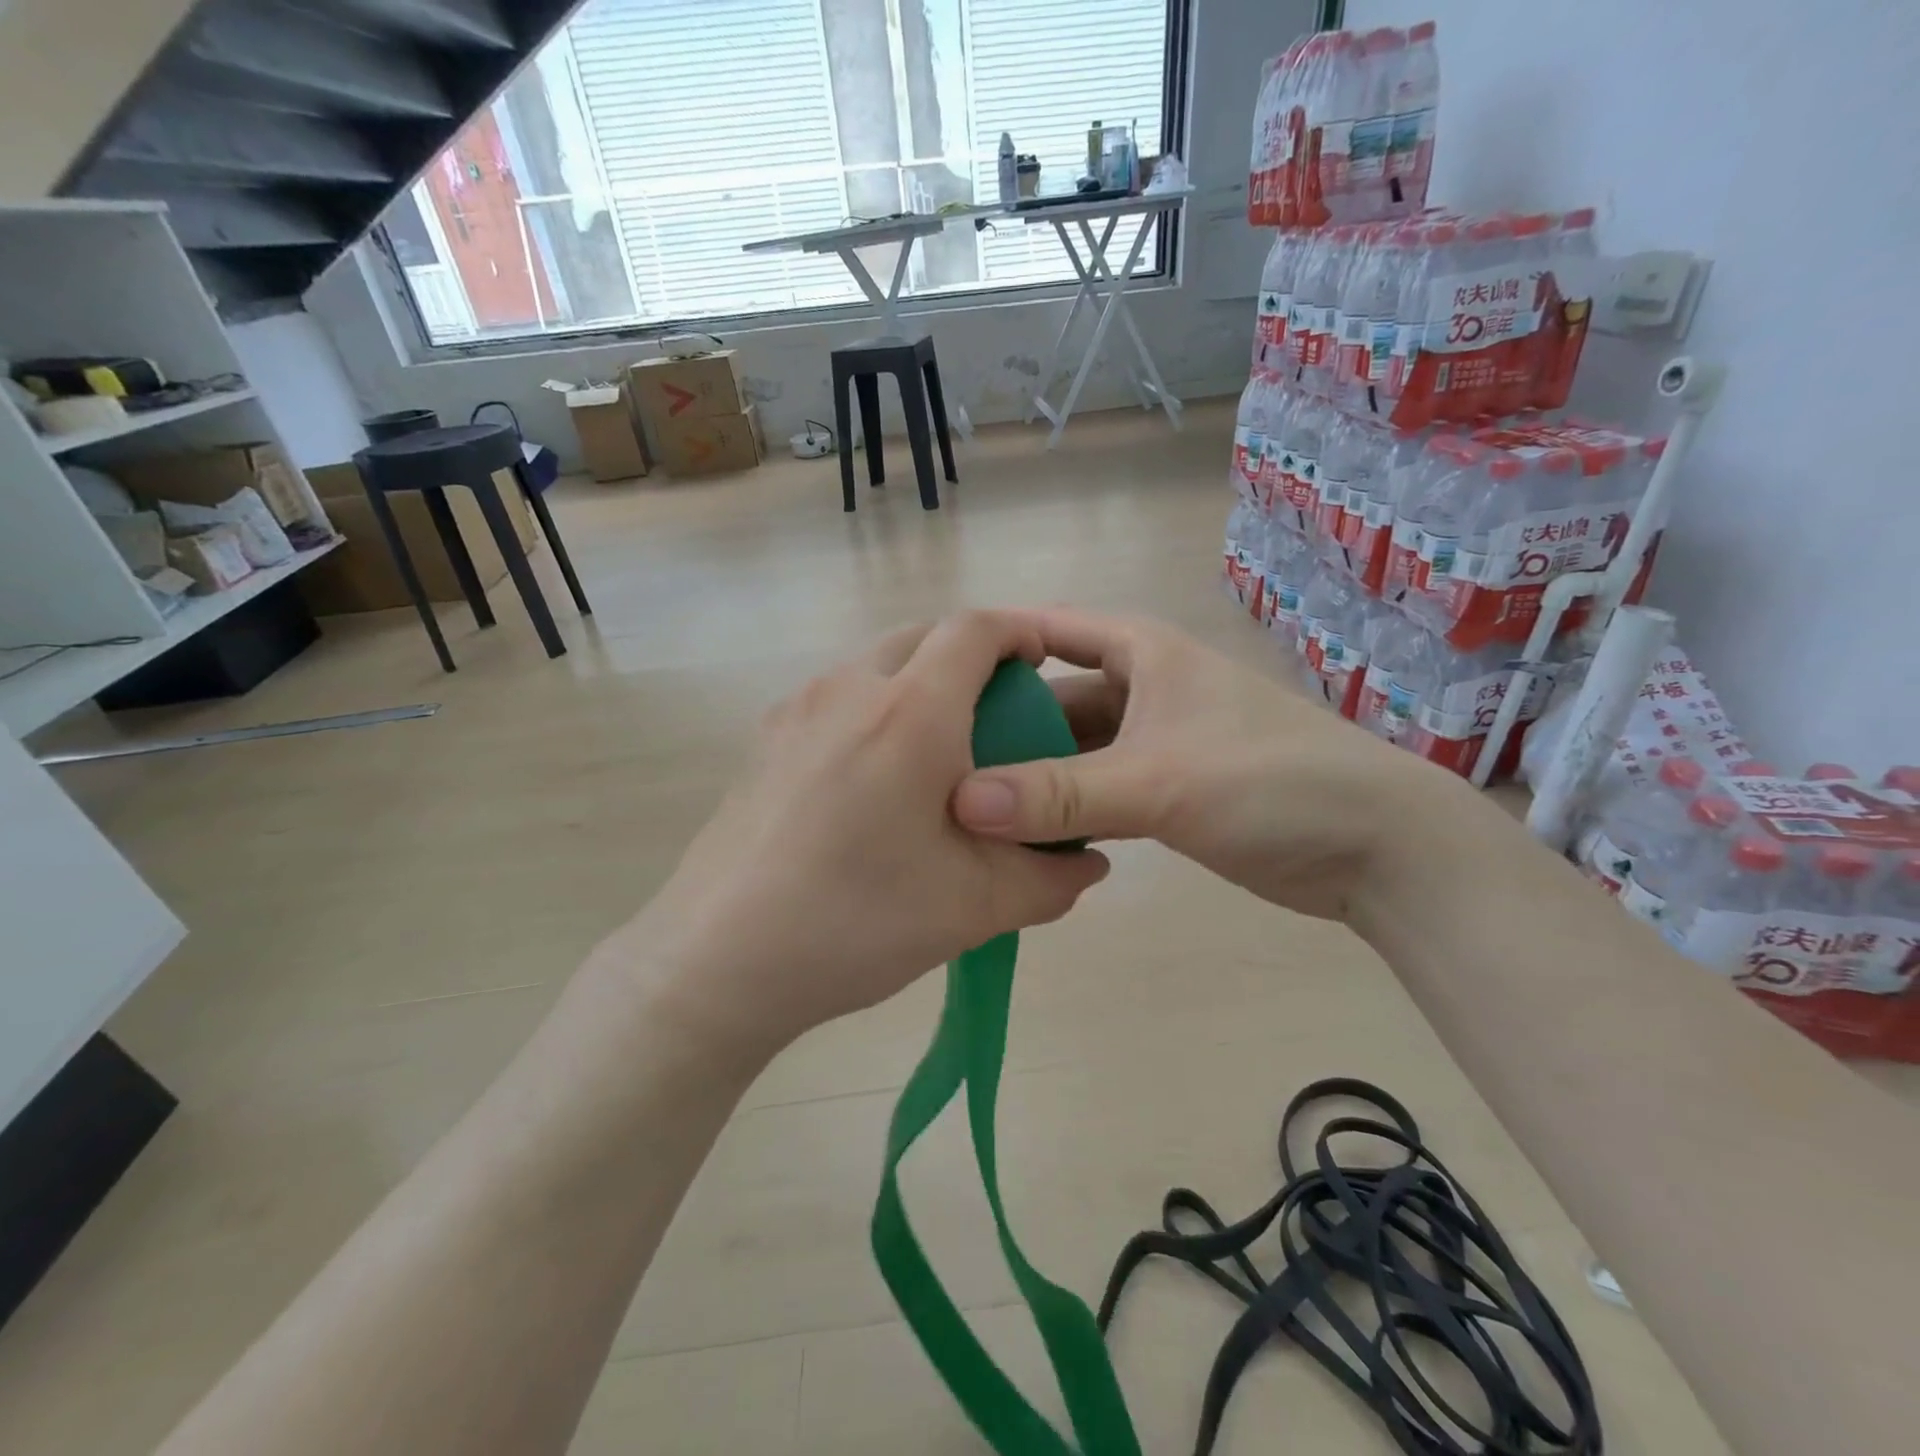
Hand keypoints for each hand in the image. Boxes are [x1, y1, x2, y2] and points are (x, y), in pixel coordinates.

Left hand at [600, 612, 1109, 1055]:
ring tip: (936, 751)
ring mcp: (795, 710)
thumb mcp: (975, 908)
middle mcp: (848, 688)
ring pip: (874, 665)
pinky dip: (872, 710)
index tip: (1044, 663)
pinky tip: (873, 783)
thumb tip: (1091, 864)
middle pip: (922, 636)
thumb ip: (1050, 879)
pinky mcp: (763, 741)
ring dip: (917, 683)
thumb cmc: (857, 922)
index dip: (1020, 632)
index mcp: (909, 712)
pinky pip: (835, 699)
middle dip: (970, 657)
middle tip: (998, 714)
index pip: (975, 630)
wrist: (717, 960)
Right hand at [950, 608, 1446, 919]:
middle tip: (933, 762)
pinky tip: (1020, 835)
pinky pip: (1095, 790)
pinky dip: (1063, 808)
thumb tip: (961, 803)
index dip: (990, 646)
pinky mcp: (1166, 791)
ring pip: (1071, 750)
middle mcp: (1141, 689)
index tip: (928, 677)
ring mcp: (1153, 742)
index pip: (1047, 630)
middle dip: (1000, 725)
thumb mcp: (1158, 780)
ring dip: (1030, 774)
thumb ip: (1059, 793)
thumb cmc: (1270, 782)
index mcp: (1140, 654)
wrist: (1377, 847)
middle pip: (1051, 698)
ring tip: (964, 803)